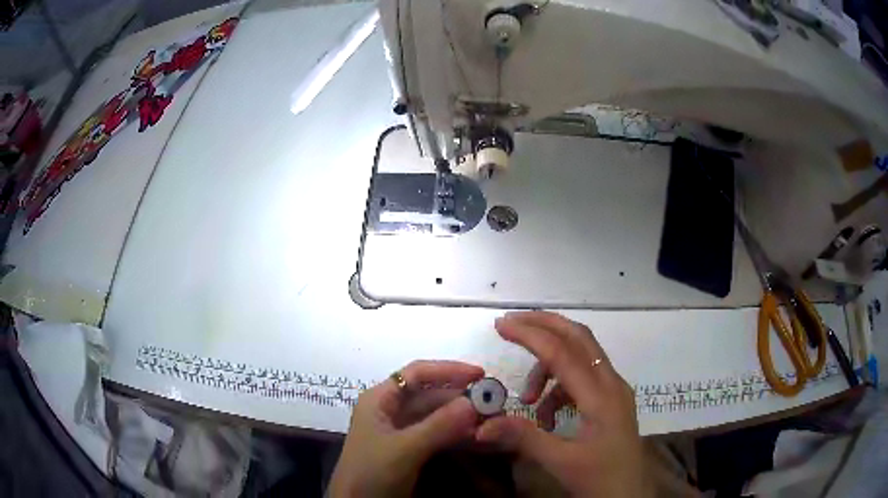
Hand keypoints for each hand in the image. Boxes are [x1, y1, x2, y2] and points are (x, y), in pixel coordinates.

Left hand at [329, 360, 484, 497]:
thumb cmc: (371, 472)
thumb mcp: (404, 449)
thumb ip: (437, 426)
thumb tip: (473, 401)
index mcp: (380, 400)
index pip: (416, 373)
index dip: (448, 370)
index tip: (480, 375)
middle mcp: (390, 410)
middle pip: (429, 394)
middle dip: (460, 397)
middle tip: (494, 403)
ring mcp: (400, 430)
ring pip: (435, 415)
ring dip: (460, 416)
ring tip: (490, 418)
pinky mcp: (409, 449)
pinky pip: (436, 433)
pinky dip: (455, 433)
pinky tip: (475, 436)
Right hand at [476, 312, 648, 497]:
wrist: (630, 494)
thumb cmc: (600, 479)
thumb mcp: (561, 462)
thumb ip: (524, 438)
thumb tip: (482, 425)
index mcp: (602, 396)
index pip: (563, 353)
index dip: (531, 335)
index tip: (501, 325)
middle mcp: (611, 383)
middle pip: (579, 337)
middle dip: (544, 326)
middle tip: (511, 325)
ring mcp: (614, 390)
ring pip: (580, 357)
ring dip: (549, 368)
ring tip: (527, 400)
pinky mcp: (611, 400)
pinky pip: (582, 379)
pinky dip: (559, 389)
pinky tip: (547, 417)